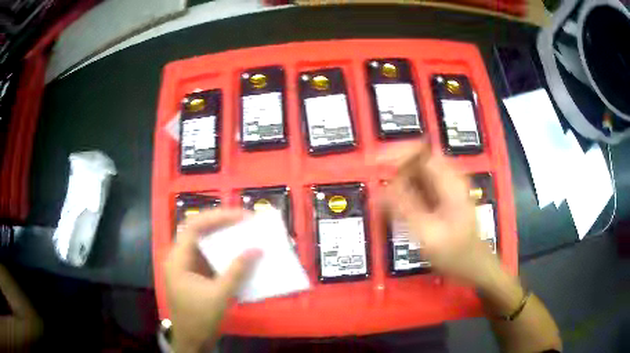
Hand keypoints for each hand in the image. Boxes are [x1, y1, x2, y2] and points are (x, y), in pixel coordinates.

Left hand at [164, 208, 260, 352]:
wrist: (192, 340)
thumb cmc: (200, 318)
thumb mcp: (219, 295)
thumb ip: (237, 271)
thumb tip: (257, 249)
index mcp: (178, 259)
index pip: (194, 227)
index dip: (217, 217)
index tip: (241, 216)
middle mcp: (179, 258)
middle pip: (197, 231)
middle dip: (220, 223)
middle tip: (244, 220)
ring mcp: (186, 266)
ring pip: (203, 243)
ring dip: (222, 236)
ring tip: (243, 231)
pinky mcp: (194, 275)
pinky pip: (208, 257)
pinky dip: (223, 253)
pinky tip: (237, 253)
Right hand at [382, 143, 497, 286]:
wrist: (474, 266)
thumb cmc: (455, 253)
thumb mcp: (427, 233)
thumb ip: (403, 208)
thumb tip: (380, 190)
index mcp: (450, 181)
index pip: (421, 151)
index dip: (398, 154)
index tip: (379, 167)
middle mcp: (449, 178)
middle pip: (417, 161)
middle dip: (396, 173)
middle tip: (381, 193)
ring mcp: (447, 188)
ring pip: (416, 174)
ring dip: (400, 184)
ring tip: (387, 203)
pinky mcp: (442, 198)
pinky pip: (420, 187)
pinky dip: (406, 194)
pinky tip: (399, 210)